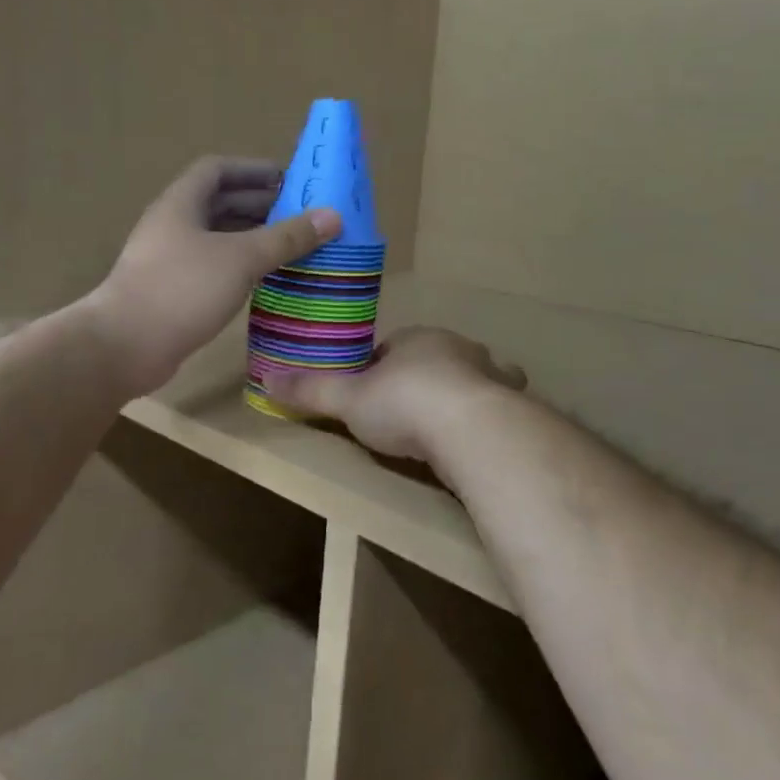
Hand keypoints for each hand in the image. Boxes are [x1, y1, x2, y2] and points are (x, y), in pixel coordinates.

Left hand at [90, 156, 339, 394]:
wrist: (124, 346)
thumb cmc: (182, 289)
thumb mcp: (241, 258)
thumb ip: (286, 237)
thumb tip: (333, 216)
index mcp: (181, 203)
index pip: (217, 170)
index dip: (252, 170)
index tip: (288, 180)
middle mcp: (172, 225)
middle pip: (217, 203)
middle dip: (258, 205)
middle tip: (299, 216)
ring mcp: (168, 260)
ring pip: (215, 238)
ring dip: (250, 238)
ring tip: (290, 247)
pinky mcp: (171, 291)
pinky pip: (212, 267)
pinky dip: (239, 266)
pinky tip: (264, 280)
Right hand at [264, 326, 526, 463]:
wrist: (472, 429)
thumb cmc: (404, 403)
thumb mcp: (348, 400)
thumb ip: (311, 391)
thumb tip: (266, 379)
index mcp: (418, 339)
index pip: (393, 347)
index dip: (378, 368)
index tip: (368, 393)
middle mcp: (459, 349)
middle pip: (434, 360)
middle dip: (421, 378)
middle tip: (403, 413)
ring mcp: (491, 376)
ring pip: (472, 379)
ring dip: (459, 395)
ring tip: (442, 427)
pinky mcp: (513, 407)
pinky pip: (497, 408)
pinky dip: (487, 419)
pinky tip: (476, 440)